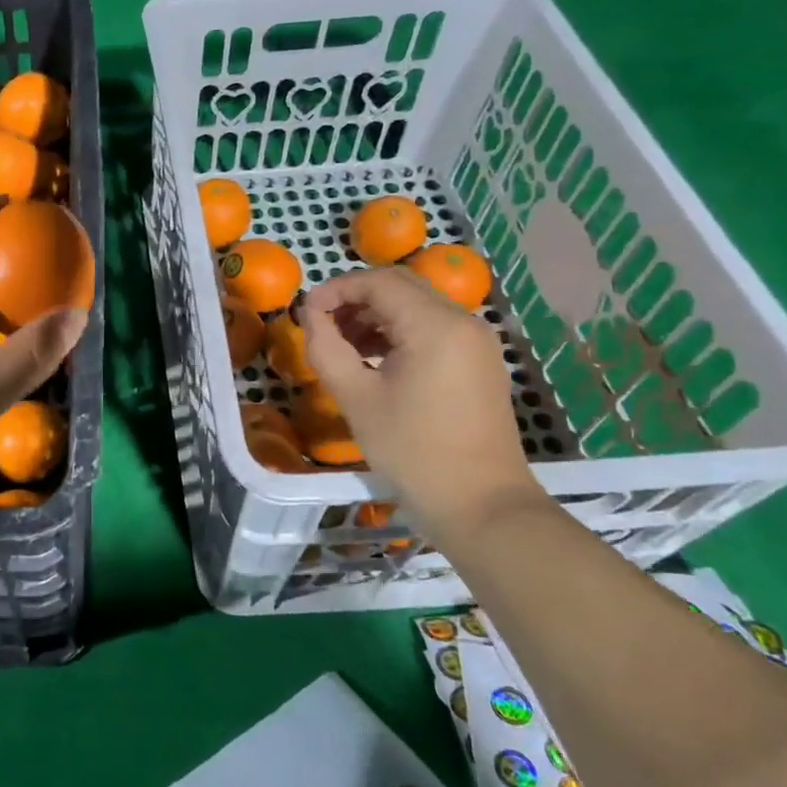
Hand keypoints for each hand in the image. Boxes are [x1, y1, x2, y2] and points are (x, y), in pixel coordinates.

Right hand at [299, 267, 540, 531]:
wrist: (481, 504)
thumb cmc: (412, 451)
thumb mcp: (356, 398)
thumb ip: (326, 347)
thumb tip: (309, 314)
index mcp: (435, 325)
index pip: (377, 282)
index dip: (335, 290)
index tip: (305, 313)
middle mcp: (463, 321)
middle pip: (400, 286)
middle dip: (354, 298)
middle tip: (321, 325)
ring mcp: (476, 341)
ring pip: (417, 305)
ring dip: (375, 314)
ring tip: (343, 345)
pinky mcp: (480, 361)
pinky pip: (433, 327)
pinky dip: (399, 331)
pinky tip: (375, 359)